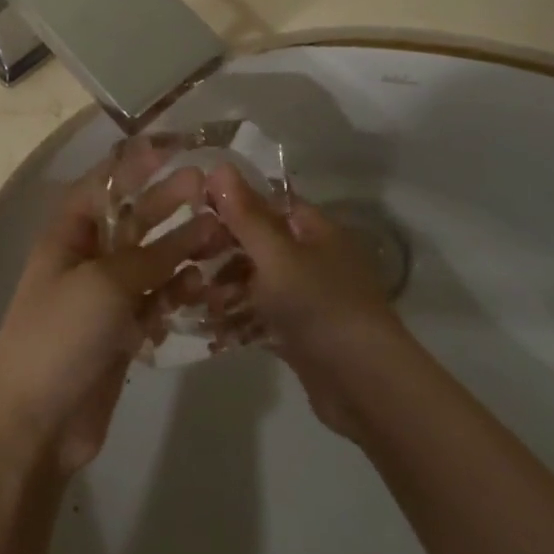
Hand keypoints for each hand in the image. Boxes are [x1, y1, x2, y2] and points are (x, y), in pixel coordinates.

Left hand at [0, 147, 221, 474]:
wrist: (37, 419)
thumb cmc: (60, 335)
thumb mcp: (104, 284)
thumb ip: (149, 256)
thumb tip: (192, 233)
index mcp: (68, 234)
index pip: (104, 185)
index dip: (137, 165)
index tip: (176, 148)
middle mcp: (86, 257)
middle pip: (132, 220)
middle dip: (168, 203)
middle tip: (209, 188)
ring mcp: (104, 296)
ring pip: (149, 261)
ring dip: (182, 249)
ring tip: (222, 237)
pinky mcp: (120, 331)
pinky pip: (155, 300)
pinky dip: (177, 292)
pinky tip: (205, 286)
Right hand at [195, 164, 403, 434]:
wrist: (366, 387)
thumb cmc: (320, 307)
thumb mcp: (277, 255)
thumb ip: (245, 214)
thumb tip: (220, 165)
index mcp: (315, 232)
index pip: (269, 202)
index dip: (232, 201)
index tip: (192, 208)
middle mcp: (312, 260)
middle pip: (258, 243)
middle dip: (222, 250)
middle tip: (187, 258)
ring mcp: (306, 299)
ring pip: (256, 282)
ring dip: (225, 288)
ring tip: (196, 299)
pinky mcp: (299, 335)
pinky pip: (260, 317)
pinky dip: (237, 320)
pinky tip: (211, 329)